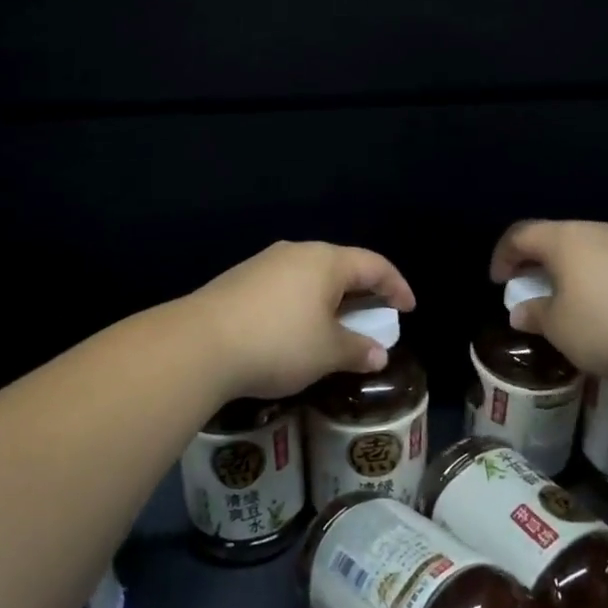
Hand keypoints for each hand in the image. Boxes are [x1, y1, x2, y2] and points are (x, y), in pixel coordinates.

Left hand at [187, 241, 415, 401]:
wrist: (199, 344)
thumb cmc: (279, 343)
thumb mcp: (327, 353)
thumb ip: (357, 350)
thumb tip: (379, 354)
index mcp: (326, 261)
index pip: (374, 265)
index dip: (396, 286)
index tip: (408, 309)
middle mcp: (297, 252)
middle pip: (341, 266)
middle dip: (362, 292)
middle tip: (374, 316)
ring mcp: (264, 263)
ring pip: (310, 276)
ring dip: (330, 299)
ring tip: (335, 326)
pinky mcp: (239, 280)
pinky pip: (285, 286)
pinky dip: (302, 304)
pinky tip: (295, 330)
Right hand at [490, 220, 607, 383]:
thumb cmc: (606, 324)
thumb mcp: (559, 328)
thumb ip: (535, 315)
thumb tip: (521, 312)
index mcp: (563, 239)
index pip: (520, 235)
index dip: (503, 256)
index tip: (498, 282)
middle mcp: (593, 231)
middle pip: (553, 237)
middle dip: (534, 261)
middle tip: (526, 287)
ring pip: (582, 249)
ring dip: (564, 270)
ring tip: (561, 299)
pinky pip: (607, 262)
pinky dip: (591, 278)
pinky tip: (597, 306)